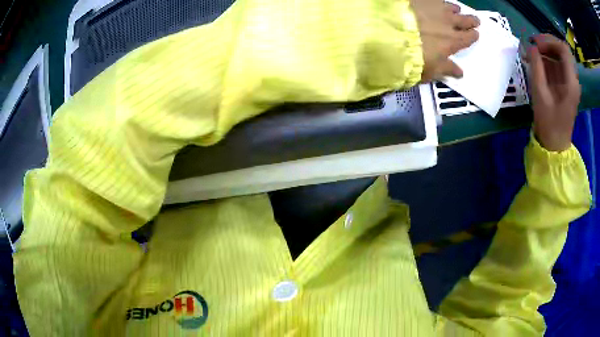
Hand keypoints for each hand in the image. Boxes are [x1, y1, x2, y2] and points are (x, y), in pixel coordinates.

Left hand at [410, 0, 479, 82]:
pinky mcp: (420, 0)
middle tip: (475, 20)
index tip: (476, 34)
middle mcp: (447, 23)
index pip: (468, 38)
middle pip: (463, 20)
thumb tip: (460, 73)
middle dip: (471, 21)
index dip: (473, 36)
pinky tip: (437, 2)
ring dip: (455, 9)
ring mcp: (433, 8)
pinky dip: (438, 1)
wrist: (389, 36)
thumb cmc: (413, 58)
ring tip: (457, 9)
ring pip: (449, 7)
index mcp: (452, 41)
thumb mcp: (431, 70)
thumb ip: (447, 69)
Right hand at [528, 34, 580, 151]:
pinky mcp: (565, 83)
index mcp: (571, 83)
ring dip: (545, 49)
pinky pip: (557, 62)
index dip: (549, 41)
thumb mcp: (540, 95)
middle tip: (533, 45)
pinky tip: (536, 61)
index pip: (564, 50)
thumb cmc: (549, 123)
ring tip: (531, 53)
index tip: (535, 45)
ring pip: (559, 54)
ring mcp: (569, 81)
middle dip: (547, 42)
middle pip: (562, 49)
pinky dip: (546, 57)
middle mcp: (572, 79)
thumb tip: (531, 47)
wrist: (555, 143)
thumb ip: (537, 68)